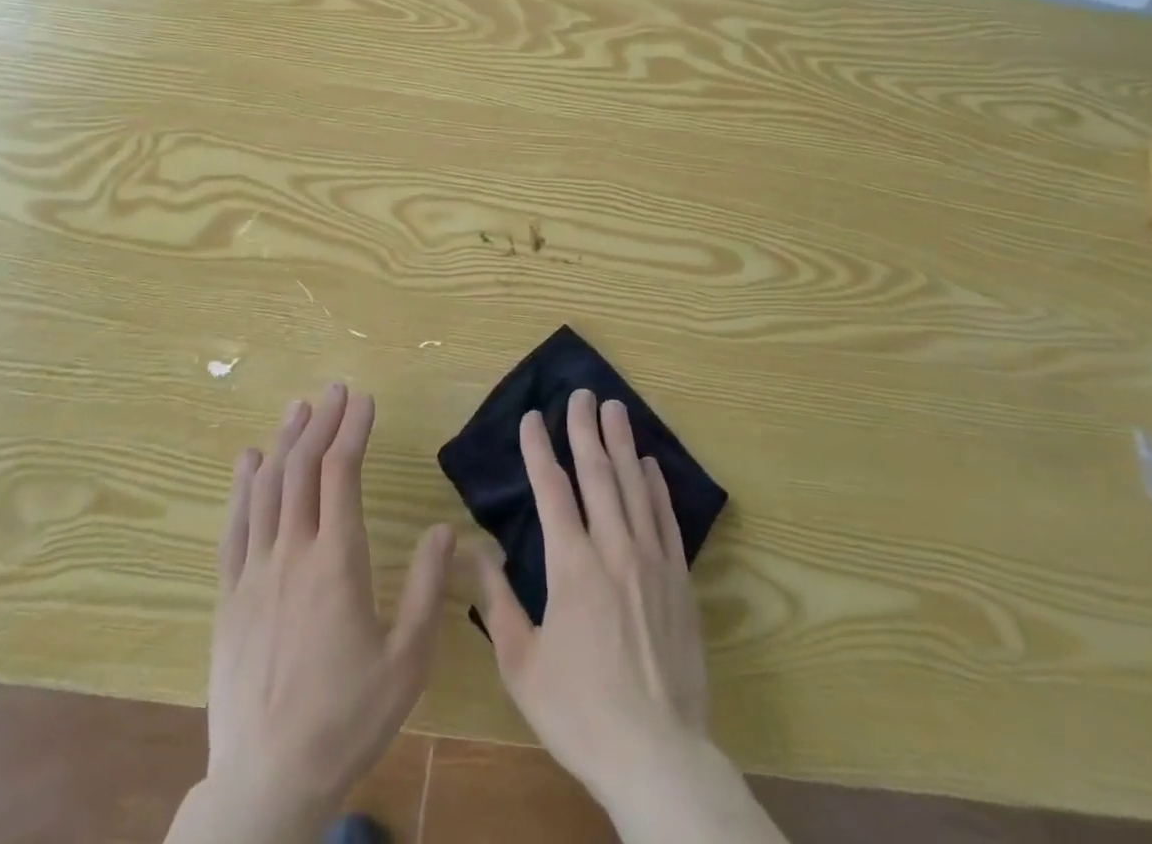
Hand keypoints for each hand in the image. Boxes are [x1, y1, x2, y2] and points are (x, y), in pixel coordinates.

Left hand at [183, 384, 454, 843]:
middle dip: (322, 422)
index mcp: (337, 563)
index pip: (341, 474)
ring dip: (284, 440)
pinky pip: (235, 526)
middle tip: (336, 390)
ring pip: (267, 488)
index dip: (352, 430)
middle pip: (302, 469)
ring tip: (299, 407)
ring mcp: (254, 573)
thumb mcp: (407, 661)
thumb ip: (426, 589)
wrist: (266, 783)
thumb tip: (443, 528)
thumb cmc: (346, 721)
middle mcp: (292, 554)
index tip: (364, 400)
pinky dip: (243, 486)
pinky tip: (249, 460)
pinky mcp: (229, 596)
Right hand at [471, 389, 711, 805]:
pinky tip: (650, 465)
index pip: (552, 490)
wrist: (658, 756)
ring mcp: (651, 561)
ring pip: (634, 486)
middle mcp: (613, 549)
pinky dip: (657, 486)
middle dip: (584, 430)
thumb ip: (496, 601)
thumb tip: (472, 550)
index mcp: (571, 566)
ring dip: (622, 444)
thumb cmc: (580, 711)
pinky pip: (666, 519)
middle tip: (580, 394)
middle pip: (597, 474)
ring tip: (615, 408)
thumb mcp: (521, 664)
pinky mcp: (680, 579)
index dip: (539, 450)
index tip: (532, 417)